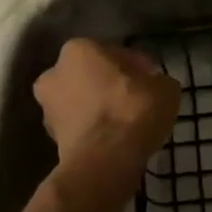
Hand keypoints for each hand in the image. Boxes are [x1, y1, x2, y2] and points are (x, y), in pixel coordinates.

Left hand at [33, 39, 180, 173]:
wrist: (104, 161)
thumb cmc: (132, 111)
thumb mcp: (164, 88)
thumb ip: (156, 81)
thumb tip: (152, 85)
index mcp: (79, 49)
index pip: (113, 53)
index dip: (136, 68)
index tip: (151, 82)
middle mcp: (54, 73)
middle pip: (90, 76)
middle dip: (109, 86)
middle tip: (136, 102)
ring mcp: (47, 108)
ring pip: (81, 103)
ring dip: (98, 109)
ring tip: (125, 124)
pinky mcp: (51, 140)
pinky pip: (79, 128)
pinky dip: (93, 132)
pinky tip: (114, 141)